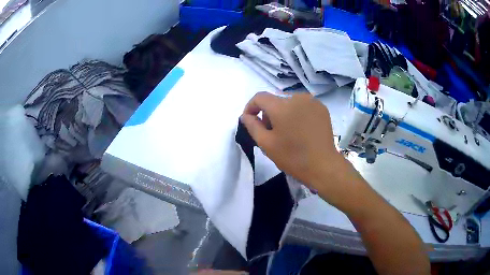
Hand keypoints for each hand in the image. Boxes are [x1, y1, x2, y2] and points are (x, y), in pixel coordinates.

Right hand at [240, 92, 344, 191]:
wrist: (323, 166)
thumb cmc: (292, 157)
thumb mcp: (266, 144)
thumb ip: (252, 126)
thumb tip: (245, 115)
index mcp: (281, 106)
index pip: (260, 97)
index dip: (251, 107)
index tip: (250, 120)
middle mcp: (297, 97)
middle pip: (275, 101)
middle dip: (269, 114)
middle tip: (271, 133)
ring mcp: (312, 101)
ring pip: (289, 103)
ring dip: (283, 114)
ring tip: (288, 132)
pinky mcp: (322, 108)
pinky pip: (302, 106)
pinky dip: (297, 114)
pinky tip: (301, 130)